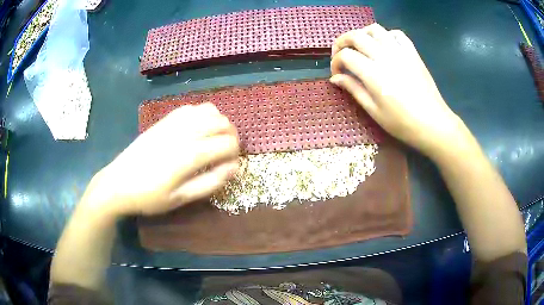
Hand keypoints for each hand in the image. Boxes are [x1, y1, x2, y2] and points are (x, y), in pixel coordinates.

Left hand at [82, 103, 239, 216]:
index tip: (231, 164)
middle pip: (221, 123)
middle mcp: (184, 133)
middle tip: (227, 152)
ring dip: (219, 122)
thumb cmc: (150, 196)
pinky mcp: (164, 120)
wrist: (118, 183)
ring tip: (215, 138)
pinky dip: (203, 114)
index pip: (226, 144)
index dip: (236, 153)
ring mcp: (173, 123)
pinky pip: (191, 108)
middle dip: (232, 136)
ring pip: (208, 110)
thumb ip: (210, 183)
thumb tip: (234, 168)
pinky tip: (198, 127)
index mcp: (189, 156)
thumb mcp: (180, 199)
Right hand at [330, 24, 469, 158]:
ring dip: (362, 34)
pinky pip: (397, 34)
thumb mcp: (374, 111)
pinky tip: (384, 46)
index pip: (346, 56)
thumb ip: (354, 89)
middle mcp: (385, 56)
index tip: (337, 73)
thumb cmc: (402, 123)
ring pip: (375, 29)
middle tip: (340, 54)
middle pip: (356, 36)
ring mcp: (400, 52)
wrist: (433, 124)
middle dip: (342, 42)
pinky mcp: (413, 53)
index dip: (335, 62)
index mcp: (373, 74)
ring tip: (360, 46)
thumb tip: (335, 78)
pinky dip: (386, 35)